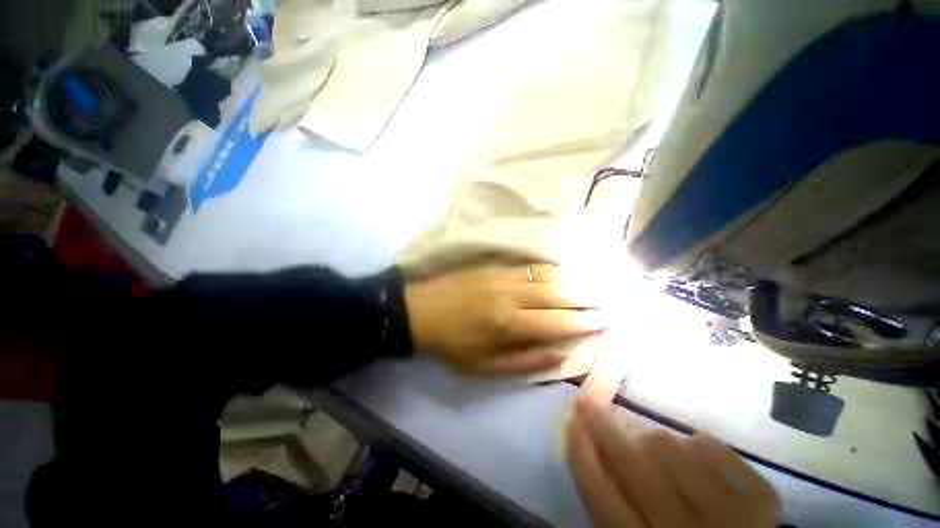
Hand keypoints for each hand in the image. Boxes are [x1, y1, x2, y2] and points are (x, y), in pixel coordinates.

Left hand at [403, 263, 608, 374]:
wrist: (419, 310)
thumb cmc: (451, 344)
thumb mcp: (483, 367)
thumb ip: (524, 363)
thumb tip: (560, 356)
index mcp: (508, 324)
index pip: (557, 322)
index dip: (585, 322)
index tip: (608, 320)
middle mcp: (510, 295)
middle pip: (558, 294)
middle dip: (589, 296)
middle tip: (615, 297)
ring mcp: (502, 275)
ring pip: (547, 276)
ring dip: (575, 279)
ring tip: (599, 281)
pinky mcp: (493, 265)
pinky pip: (529, 266)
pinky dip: (551, 269)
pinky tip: (565, 270)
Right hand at [568, 399, 779, 527]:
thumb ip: (608, 502)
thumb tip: (589, 448)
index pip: (598, 492)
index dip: (579, 450)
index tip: (570, 419)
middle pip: (633, 464)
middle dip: (603, 427)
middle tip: (588, 403)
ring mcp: (732, 516)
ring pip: (670, 447)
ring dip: (652, 441)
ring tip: (654, 452)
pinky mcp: (762, 499)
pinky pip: (714, 448)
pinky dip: (698, 446)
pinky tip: (695, 459)